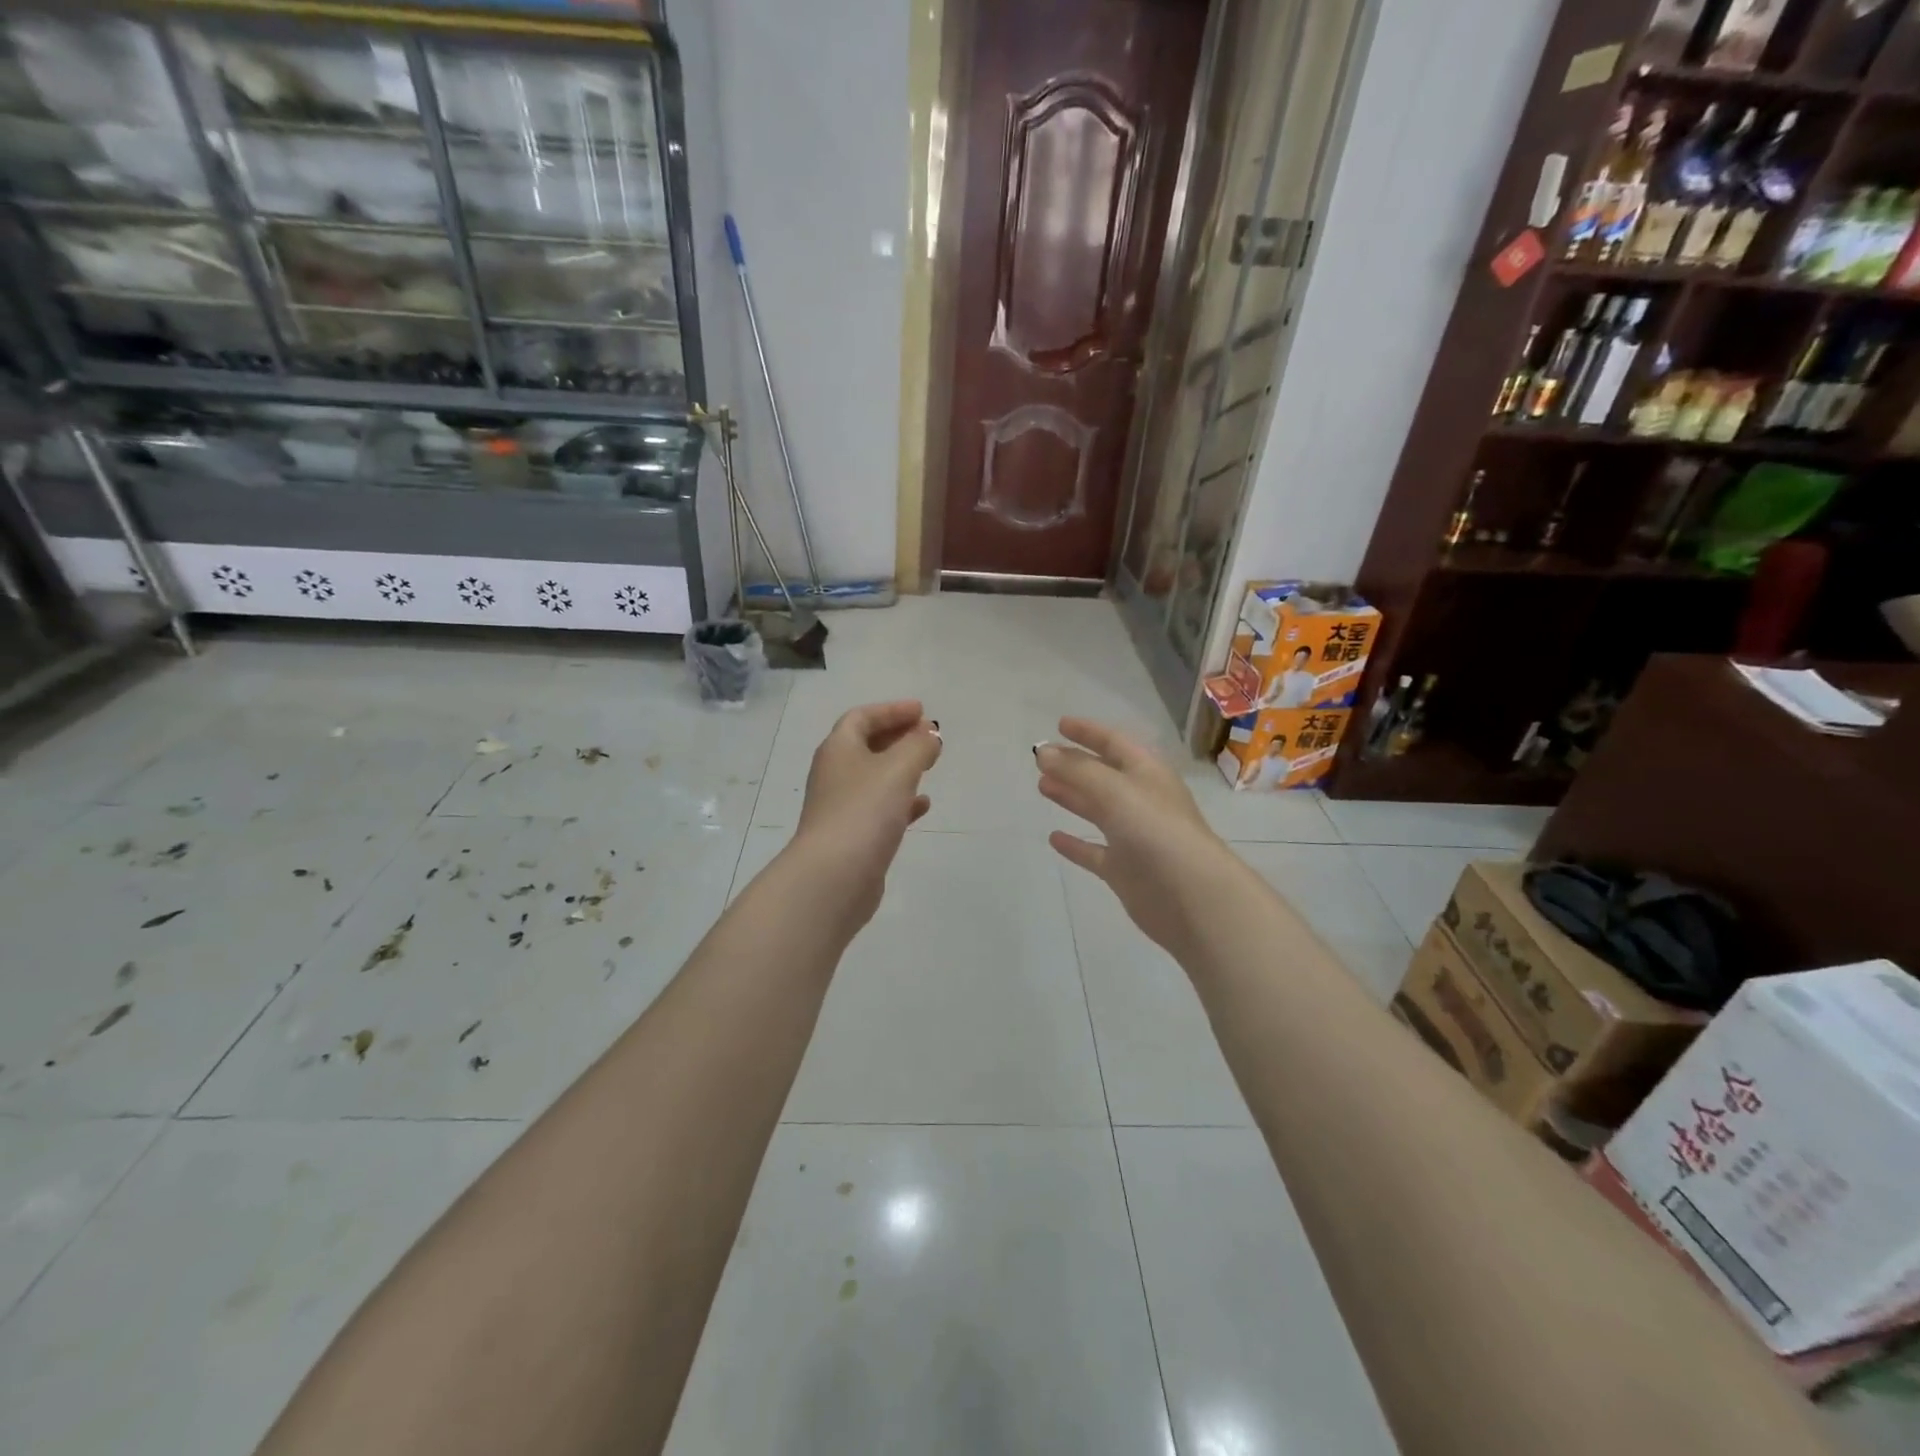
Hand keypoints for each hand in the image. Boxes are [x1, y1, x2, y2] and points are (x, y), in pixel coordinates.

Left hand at [792, 700, 942, 921]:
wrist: (833, 877)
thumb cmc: (864, 812)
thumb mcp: (898, 769)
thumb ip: (918, 746)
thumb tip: (929, 734)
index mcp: (838, 749)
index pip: (861, 717)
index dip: (891, 710)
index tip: (921, 711)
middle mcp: (835, 774)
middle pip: (866, 746)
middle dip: (897, 737)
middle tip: (927, 737)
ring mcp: (841, 807)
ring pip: (874, 778)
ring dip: (900, 768)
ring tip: (929, 766)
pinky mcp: (852, 836)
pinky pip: (879, 809)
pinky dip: (901, 801)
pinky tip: (923, 806)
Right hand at [1036, 718, 1235, 961]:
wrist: (1192, 898)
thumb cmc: (1157, 832)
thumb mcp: (1115, 791)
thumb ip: (1077, 770)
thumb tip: (1043, 752)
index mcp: (1147, 773)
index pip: (1114, 743)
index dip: (1088, 732)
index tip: (1059, 724)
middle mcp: (1141, 801)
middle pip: (1103, 775)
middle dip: (1074, 764)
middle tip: (1041, 758)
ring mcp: (1133, 837)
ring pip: (1097, 810)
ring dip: (1072, 797)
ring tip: (1042, 786)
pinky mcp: (1124, 870)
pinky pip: (1094, 852)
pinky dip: (1075, 844)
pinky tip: (1053, 838)